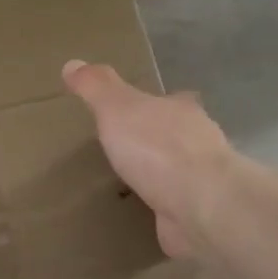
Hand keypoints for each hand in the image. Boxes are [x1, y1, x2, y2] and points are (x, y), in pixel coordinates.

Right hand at [63, 59, 238, 261]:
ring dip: (162, 176)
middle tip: (128, 150)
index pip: (171, 100)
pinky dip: (166, 207)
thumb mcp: (117, 108)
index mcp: (181, 111)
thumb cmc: (157, 148)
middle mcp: (200, 141)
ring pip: (181, 171)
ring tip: (133, 184)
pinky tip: (148, 214)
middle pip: (179, 134)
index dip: (155, 104)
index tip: (136, 112)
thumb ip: (96, 87)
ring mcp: (205, 179)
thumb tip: (72, 64)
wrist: (200, 205)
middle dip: (158, 141)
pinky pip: (179, 205)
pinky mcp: (203, 213)